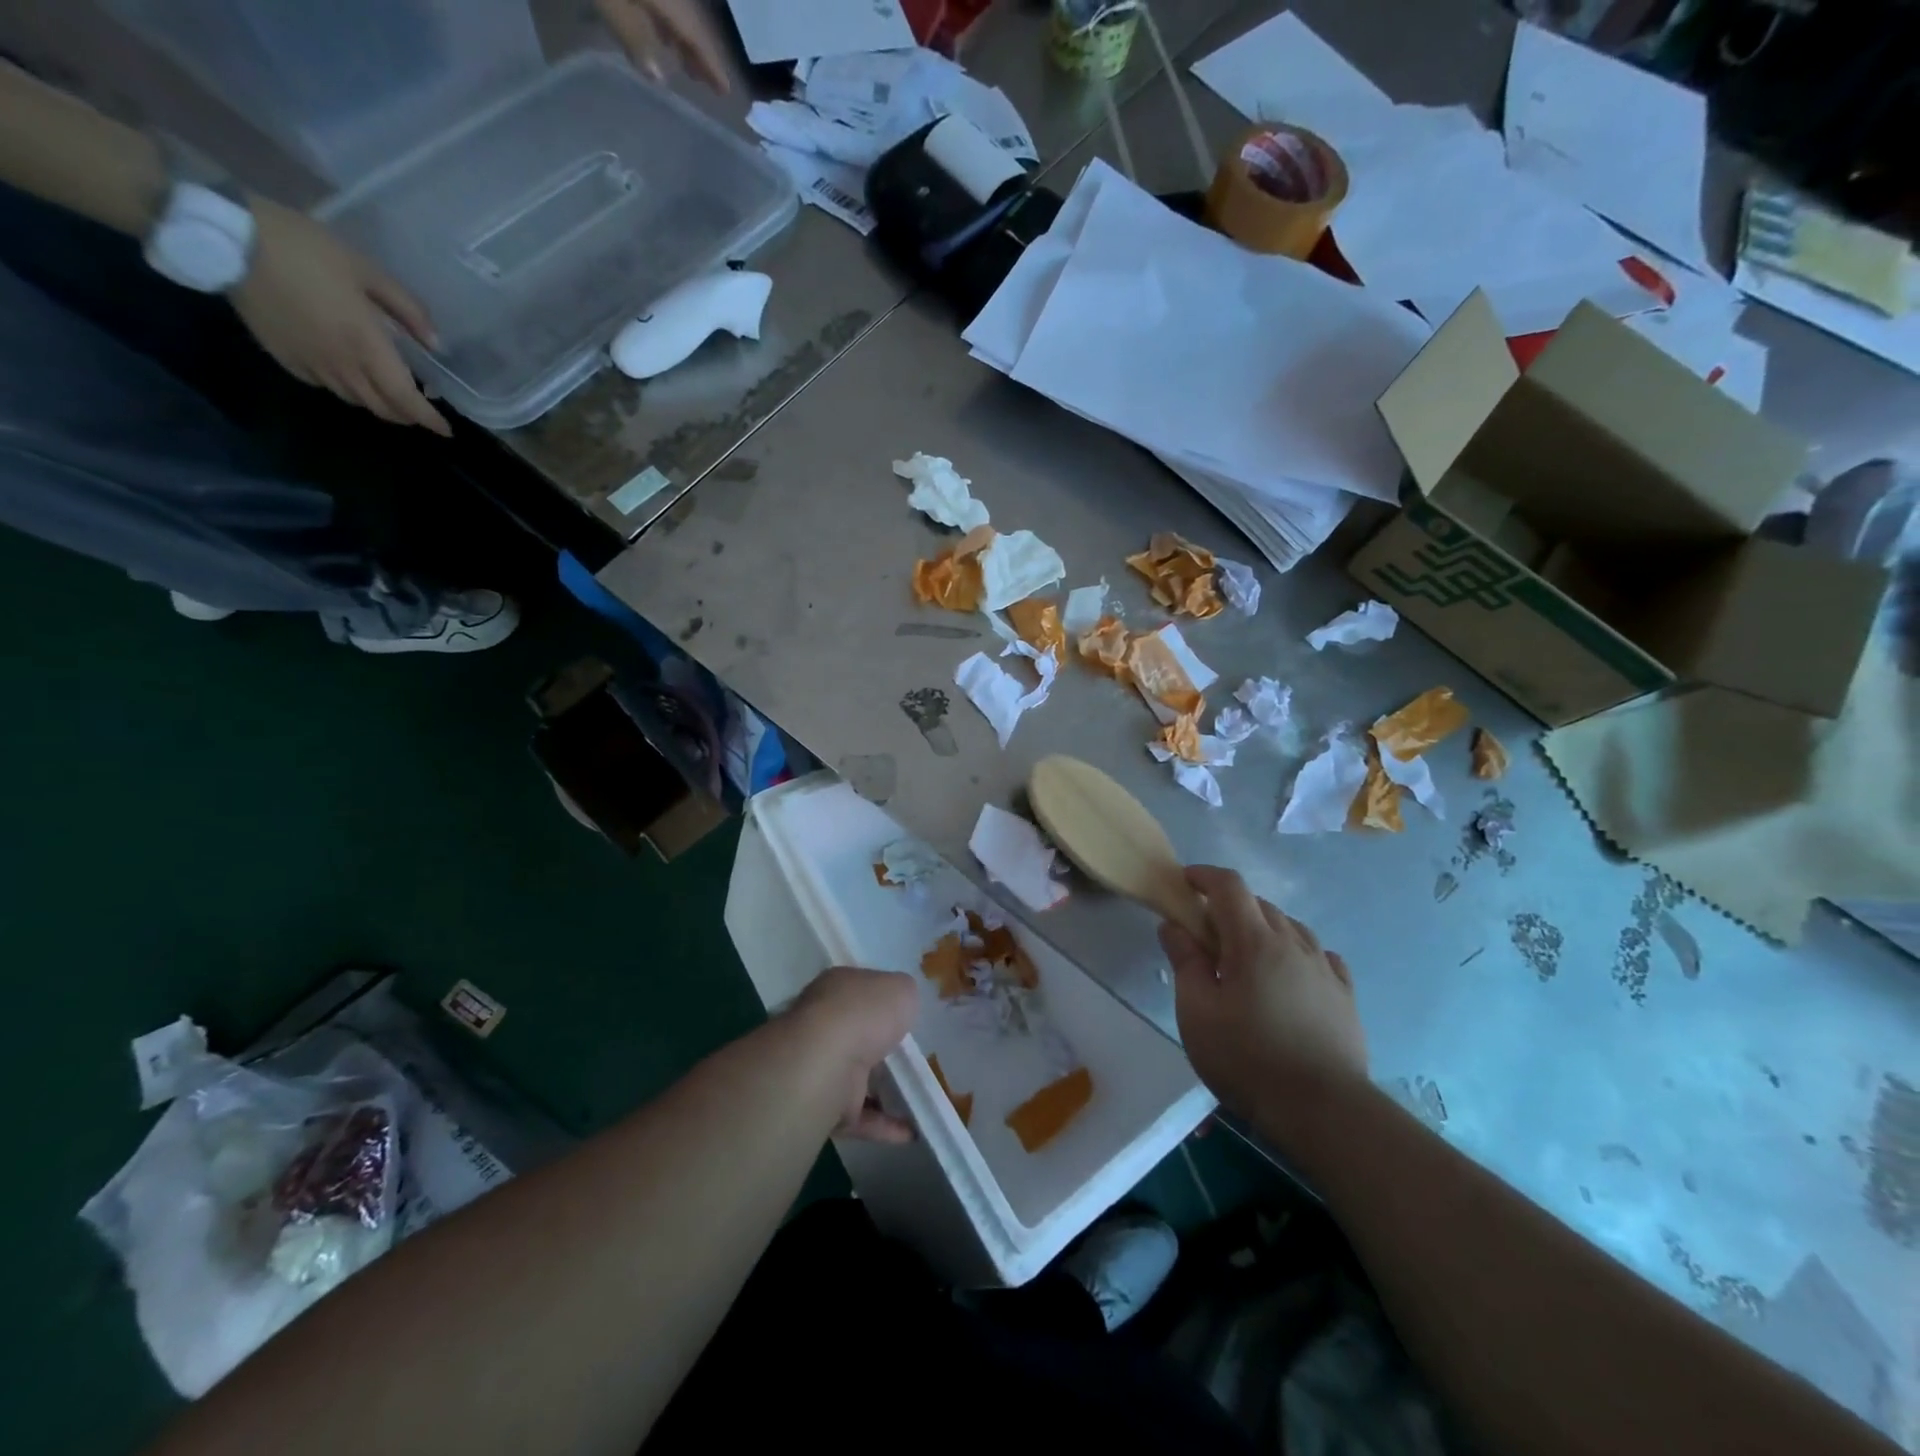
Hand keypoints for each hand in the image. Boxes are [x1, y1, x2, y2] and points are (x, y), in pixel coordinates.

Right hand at [229, 198, 450, 436]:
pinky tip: (348, 374)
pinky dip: (345, 389)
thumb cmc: (304, 249)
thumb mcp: (367, 271)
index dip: (428, 419)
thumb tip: (435, 344)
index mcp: (368, 348)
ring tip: (388, 391)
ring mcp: (310, 365)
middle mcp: (342, 366)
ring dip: (377, 403)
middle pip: (382, 408)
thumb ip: (407, 310)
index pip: (406, 400)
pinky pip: (324, 386)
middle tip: (419, 409)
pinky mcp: (283, 358)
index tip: (446, 429)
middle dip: (406, 415)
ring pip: (355, 400)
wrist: (225, 236)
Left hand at [594, 0, 731, 91]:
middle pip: (689, 22)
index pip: (696, 37)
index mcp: (668, 1)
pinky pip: (660, 1)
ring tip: (683, 63)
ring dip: (681, 37)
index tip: (724, 91)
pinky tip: (659, 32)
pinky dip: (663, 19)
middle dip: (697, 52)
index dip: (711, 65)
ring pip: (676, 10)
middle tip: (703, 81)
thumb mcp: (610, 4)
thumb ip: (633, 39)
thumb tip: (658, 77)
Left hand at [783, 966, 919, 1143]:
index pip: (859, 991)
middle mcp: (824, 1025)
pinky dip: (884, 1125)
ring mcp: (822, 1068)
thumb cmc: (864, 1012)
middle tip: (915, 1056)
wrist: (827, 1062)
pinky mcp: (826, 1107)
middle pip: (856, 1035)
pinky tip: (912, 1131)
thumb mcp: (900, 988)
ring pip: (857, 1078)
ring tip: (919, 1097)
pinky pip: (860, 1116)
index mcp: (837, 989)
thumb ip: (904, 995)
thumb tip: (902, 1003)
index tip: (905, 1014)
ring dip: (883, 1090)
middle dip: (880, 1046)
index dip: (881, 1000)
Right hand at [1160, 867, 1367, 1139]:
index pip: (1229, 886)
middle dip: (1229, 907)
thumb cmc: (1247, 1058)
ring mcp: (1324, 968)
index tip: (1184, 883)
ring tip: (1247, 957)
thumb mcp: (1197, 1012)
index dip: (1204, 876)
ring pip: (1291, 927)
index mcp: (1254, 941)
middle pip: (1259, 904)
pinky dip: (1297, 952)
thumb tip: (1174, 926)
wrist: (1323, 1110)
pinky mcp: (1345, 995)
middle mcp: (1293, 943)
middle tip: (1206, 935)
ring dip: (1264, 928)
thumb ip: (1185, 962)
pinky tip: (1291, 973)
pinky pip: (1319, 955)